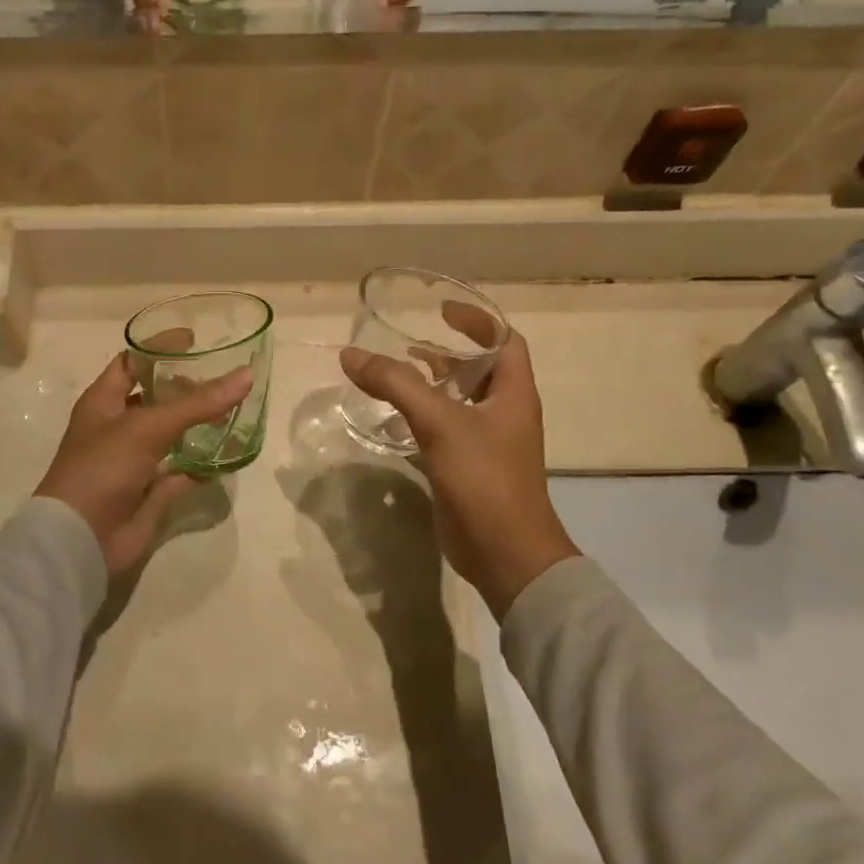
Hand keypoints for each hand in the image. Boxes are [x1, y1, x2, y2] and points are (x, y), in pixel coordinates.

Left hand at [35, 352, 252, 578]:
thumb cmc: (102, 468)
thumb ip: (197, 403)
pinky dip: (203, 465)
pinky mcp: (151, 491)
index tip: (194, 340)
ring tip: (236, 408)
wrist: (81, 539)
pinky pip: (182, 472)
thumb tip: (246, 375)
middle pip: (156, 398)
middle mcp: (118, 427)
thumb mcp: (147, 427)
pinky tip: (231, 454)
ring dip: (199, 424)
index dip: (158, 348)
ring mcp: (135, 461)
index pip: (131, 363)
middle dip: (186, 387)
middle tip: (224, 375)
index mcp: (103, 402)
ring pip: (172, 435)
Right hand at [340, 315, 579, 618]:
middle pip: (479, 371)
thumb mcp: (440, 423)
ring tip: (395, 377)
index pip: (505, 341)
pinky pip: (445, 431)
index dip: (477, 321)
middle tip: (407, 346)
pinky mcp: (468, 469)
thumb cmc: (484, 478)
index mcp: (513, 393)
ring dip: (431, 386)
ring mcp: (488, 443)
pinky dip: (422, 419)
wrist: (505, 553)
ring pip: (460, 402)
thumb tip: (351, 355)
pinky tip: (393, 421)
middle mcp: (505, 413)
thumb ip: (396, 385)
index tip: (441, 310)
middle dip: (447, 354)